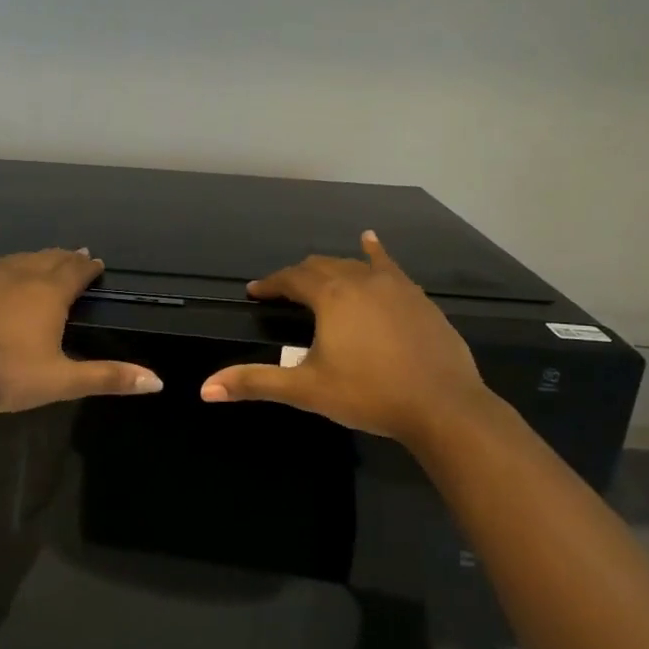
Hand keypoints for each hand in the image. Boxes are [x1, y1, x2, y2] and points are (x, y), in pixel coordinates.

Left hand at [0, 233, 163, 413]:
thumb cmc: (7, 375)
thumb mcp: (62, 381)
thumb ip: (108, 377)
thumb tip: (158, 381)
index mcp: (50, 295)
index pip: (77, 273)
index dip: (89, 268)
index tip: (97, 264)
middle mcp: (22, 276)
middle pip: (50, 260)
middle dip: (65, 259)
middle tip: (76, 256)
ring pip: (17, 258)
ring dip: (34, 256)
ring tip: (45, 255)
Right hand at [198, 231, 485, 442]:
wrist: (443, 407)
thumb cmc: (368, 395)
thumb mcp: (306, 390)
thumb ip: (255, 383)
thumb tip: (205, 389)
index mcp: (331, 296)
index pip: (291, 279)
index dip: (270, 284)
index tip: (255, 293)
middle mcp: (362, 280)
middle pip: (321, 267)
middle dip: (298, 277)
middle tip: (284, 293)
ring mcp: (396, 286)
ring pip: (354, 265)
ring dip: (332, 269)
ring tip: (318, 276)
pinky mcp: (420, 299)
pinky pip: (390, 268)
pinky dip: (375, 254)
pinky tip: (371, 242)